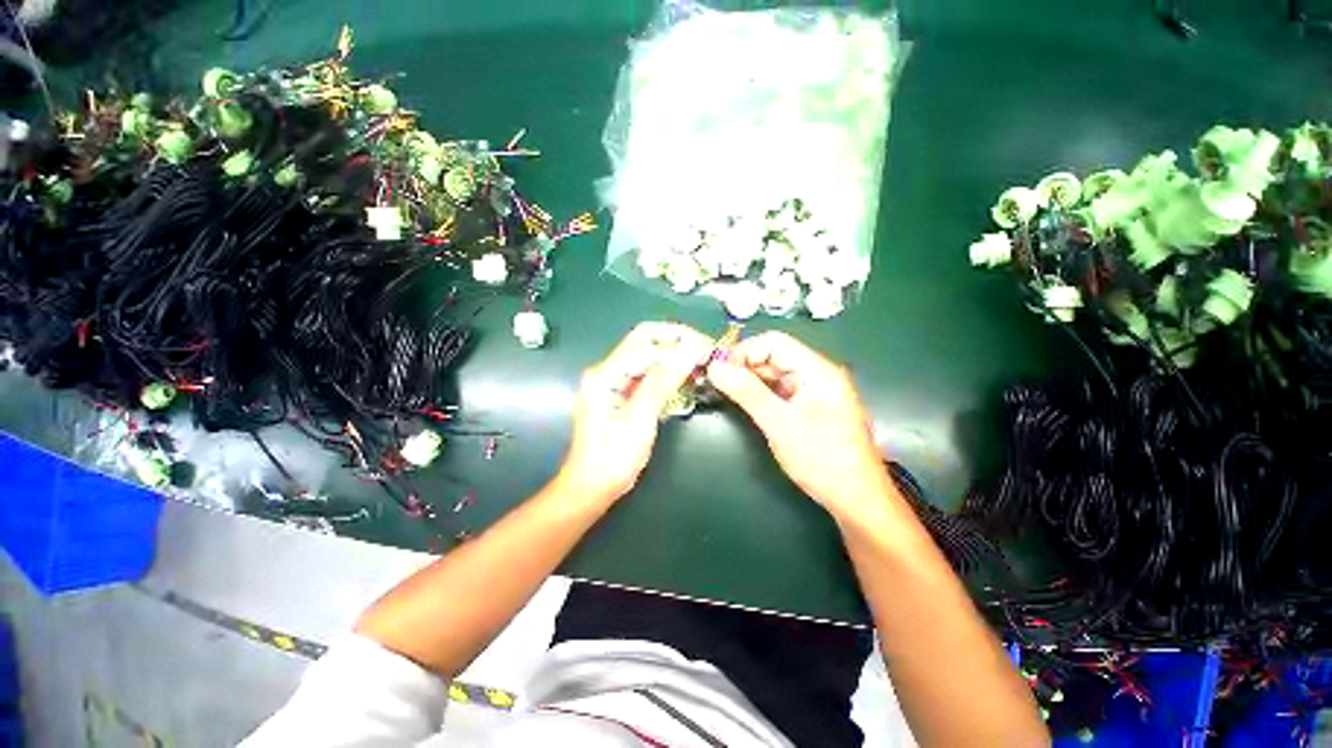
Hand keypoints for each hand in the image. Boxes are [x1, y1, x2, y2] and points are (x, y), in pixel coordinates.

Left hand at [559, 322, 713, 503]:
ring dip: (672, 356)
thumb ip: (662, 381)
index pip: (645, 343)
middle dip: (675, 341)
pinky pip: (646, 373)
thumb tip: (688, 351)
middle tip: (704, 349)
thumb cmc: (613, 458)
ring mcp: (612, 381)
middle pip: (643, 341)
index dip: (677, 342)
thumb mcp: (640, 419)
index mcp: (604, 374)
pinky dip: (666, 373)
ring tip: (699, 362)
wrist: (592, 487)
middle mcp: (606, 370)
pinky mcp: (620, 393)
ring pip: (646, 356)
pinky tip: (684, 378)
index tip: (706, 349)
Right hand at [707, 331, 892, 520]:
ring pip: (775, 375)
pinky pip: (781, 391)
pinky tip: (747, 404)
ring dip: (751, 382)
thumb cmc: (821, 459)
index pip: (774, 342)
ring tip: (727, 394)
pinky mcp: (811, 407)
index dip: (744, 352)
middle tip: (718, 384)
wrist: (856, 499)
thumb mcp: (779, 423)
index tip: (720, 371)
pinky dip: (761, 395)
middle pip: (774, 357)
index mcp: (817, 370)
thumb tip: (716, 367)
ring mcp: (815, 391)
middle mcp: (817, 374)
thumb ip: (746, 392)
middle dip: (744, 367)